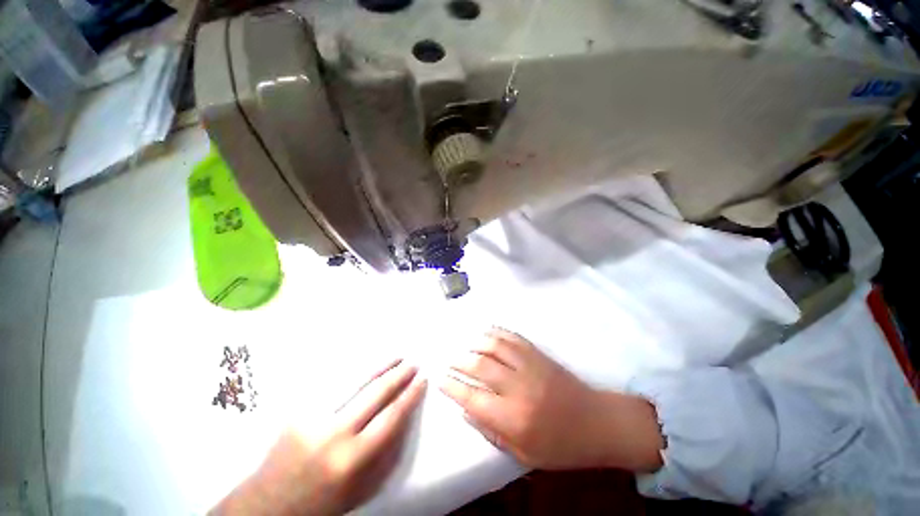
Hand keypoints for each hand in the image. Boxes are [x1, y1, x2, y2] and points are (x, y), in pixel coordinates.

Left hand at [214, 360, 426, 515]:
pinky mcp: (299, 410)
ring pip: (355, 381)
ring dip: (380, 366)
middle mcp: (333, 434)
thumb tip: (405, 416)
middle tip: (414, 363)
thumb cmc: (322, 502)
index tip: (423, 380)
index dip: (410, 395)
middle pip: (376, 393)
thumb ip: (386, 454)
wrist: (268, 505)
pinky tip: (368, 363)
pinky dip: (356, 370)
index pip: (391, 416)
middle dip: (399, 375)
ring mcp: (313, 417)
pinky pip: (334, 383)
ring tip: (396, 356)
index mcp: (352, 459)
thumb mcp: (361, 490)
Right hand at [440, 328, 662, 471]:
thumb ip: (491, 433)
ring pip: (494, 347)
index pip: (472, 399)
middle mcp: (518, 388)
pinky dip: (496, 333)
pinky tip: (487, 332)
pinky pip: (513, 338)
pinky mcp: (539, 355)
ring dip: (475, 343)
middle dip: (459, 362)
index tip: (440, 379)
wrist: (597, 422)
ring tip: (465, 346)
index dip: (452, 387)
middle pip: (479, 367)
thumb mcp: (524, 454)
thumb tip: (466, 411)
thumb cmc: (561, 446)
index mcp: (513, 419)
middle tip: (449, 360)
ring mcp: (530, 366)